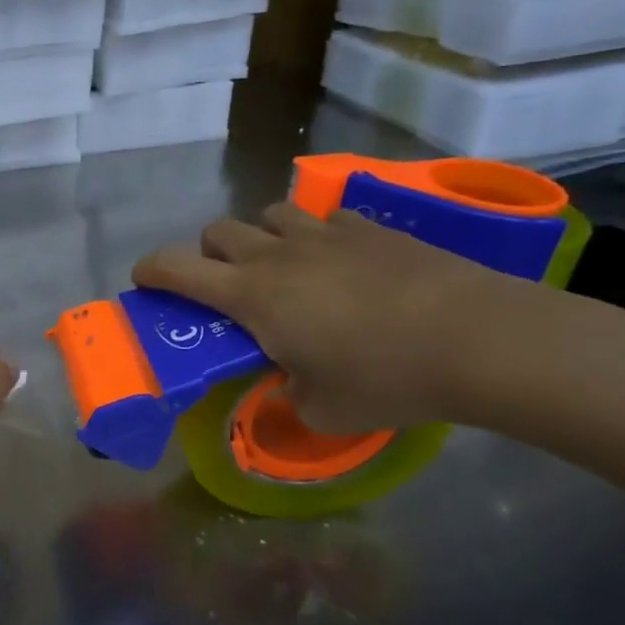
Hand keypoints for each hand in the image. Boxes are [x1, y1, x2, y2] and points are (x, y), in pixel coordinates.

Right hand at [133, 203, 539, 434]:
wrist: (480, 340)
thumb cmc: (386, 379)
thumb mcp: (322, 410)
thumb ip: (289, 397)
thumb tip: (290, 386)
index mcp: (252, 296)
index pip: (177, 269)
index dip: (151, 270)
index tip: (144, 281)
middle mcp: (277, 256)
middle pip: (218, 231)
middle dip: (209, 254)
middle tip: (228, 287)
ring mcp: (325, 235)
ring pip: (271, 214)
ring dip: (263, 238)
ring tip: (285, 269)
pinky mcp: (372, 229)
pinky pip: (327, 219)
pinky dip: (320, 237)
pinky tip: (343, 263)